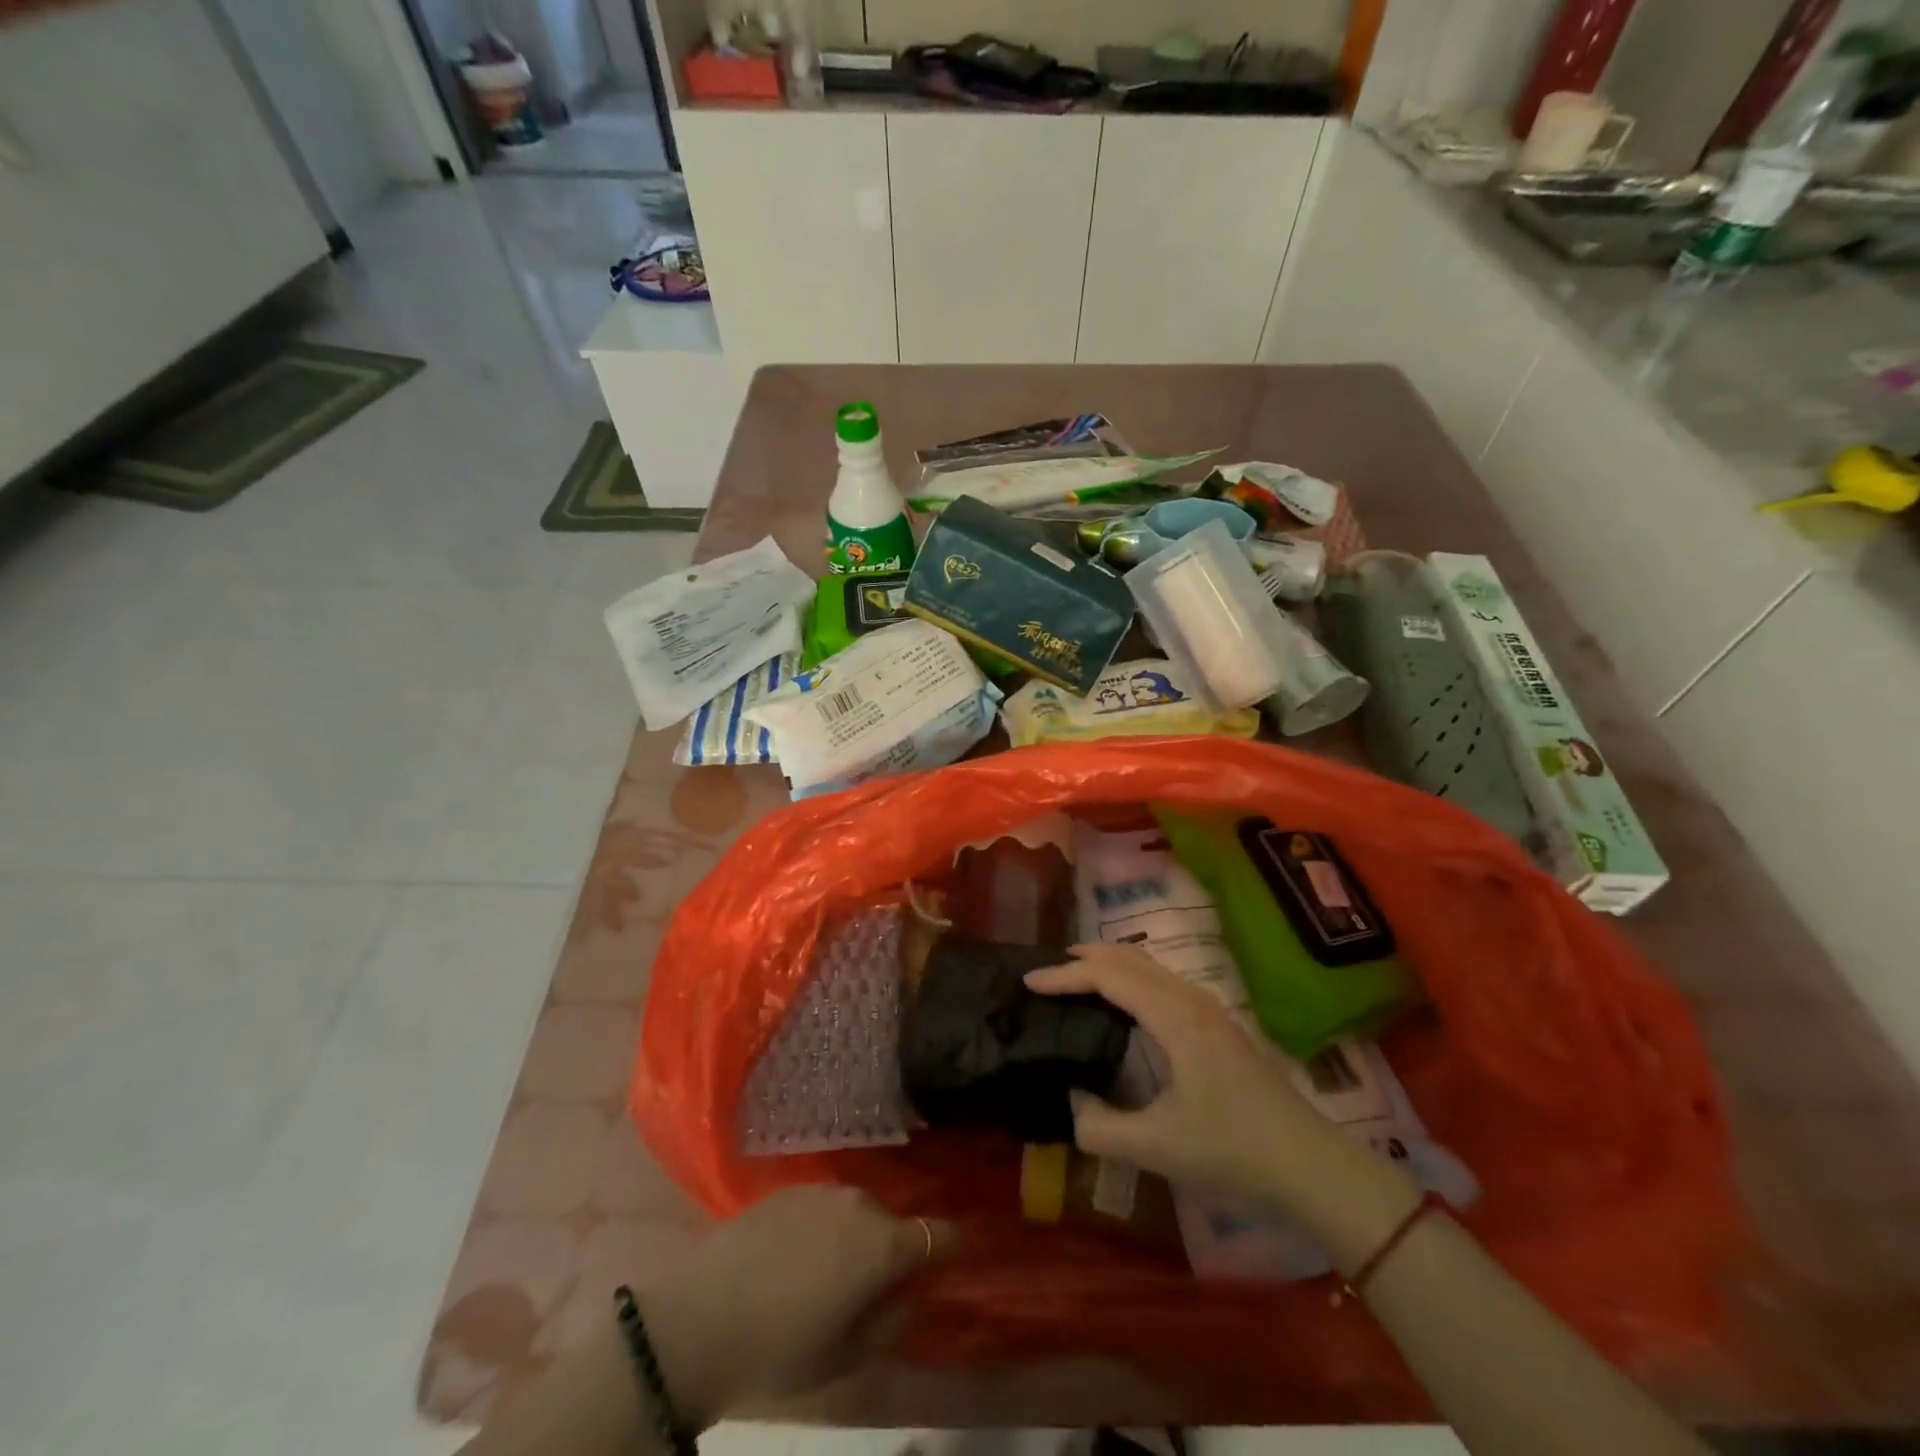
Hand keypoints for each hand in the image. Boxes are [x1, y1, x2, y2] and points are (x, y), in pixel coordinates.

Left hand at [639, 1185, 951, 1426]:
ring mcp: (823, 1190)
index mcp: (885, 1243)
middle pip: (893, 1223)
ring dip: (856, 1236)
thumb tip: (909, 1295)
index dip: (952, 1247)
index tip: (955, 1258)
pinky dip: (824, 1228)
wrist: (703, 1314)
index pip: (941, 1234)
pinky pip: (823, 1207)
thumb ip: (892, 1322)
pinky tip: (798, 1257)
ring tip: (833, 1271)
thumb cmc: (784, 1346)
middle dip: (894, 1248)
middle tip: (876, 1285)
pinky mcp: (789, 1188)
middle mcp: (862, 1203)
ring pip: (857, 1212)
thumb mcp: (848, 1356)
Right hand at [1026, 943, 1420, 1269]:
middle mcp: (1191, 1000)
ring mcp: (1209, 1009)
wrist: (1311, 1166)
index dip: (1065, 975)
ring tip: (1078, 978)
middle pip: (1130, 957)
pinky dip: (1131, 976)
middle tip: (1047, 970)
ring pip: (1150, 965)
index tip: (1028, 981)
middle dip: (1085, 957)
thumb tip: (1069, 1102)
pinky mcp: (1218, 1024)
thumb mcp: (1157, 1148)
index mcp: (1174, 1018)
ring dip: (1110, 963)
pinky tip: (1125, 1003)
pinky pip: (1163, 980)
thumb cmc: (1233, 1151)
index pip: (1109, 977)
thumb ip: (1099, 1127)